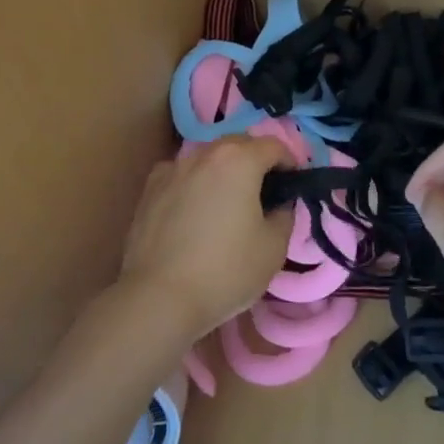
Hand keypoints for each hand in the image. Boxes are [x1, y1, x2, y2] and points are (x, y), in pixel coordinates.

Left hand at [119, 135, 296, 339]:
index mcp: (239, 160)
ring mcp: (172, 168)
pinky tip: (194, 211)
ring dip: (224, 171)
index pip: (275, 146)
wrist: (158, 298)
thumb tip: (279, 203)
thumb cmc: (225, 270)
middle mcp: (204, 153)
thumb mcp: (274, 247)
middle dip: (257, 161)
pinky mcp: (149, 189)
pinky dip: (195, 183)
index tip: (294, 186)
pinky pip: (182, 175)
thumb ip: (285, 215)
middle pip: (239, 144)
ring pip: (208, 158)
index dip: (291, 163)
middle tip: (265, 193)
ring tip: (228, 202)